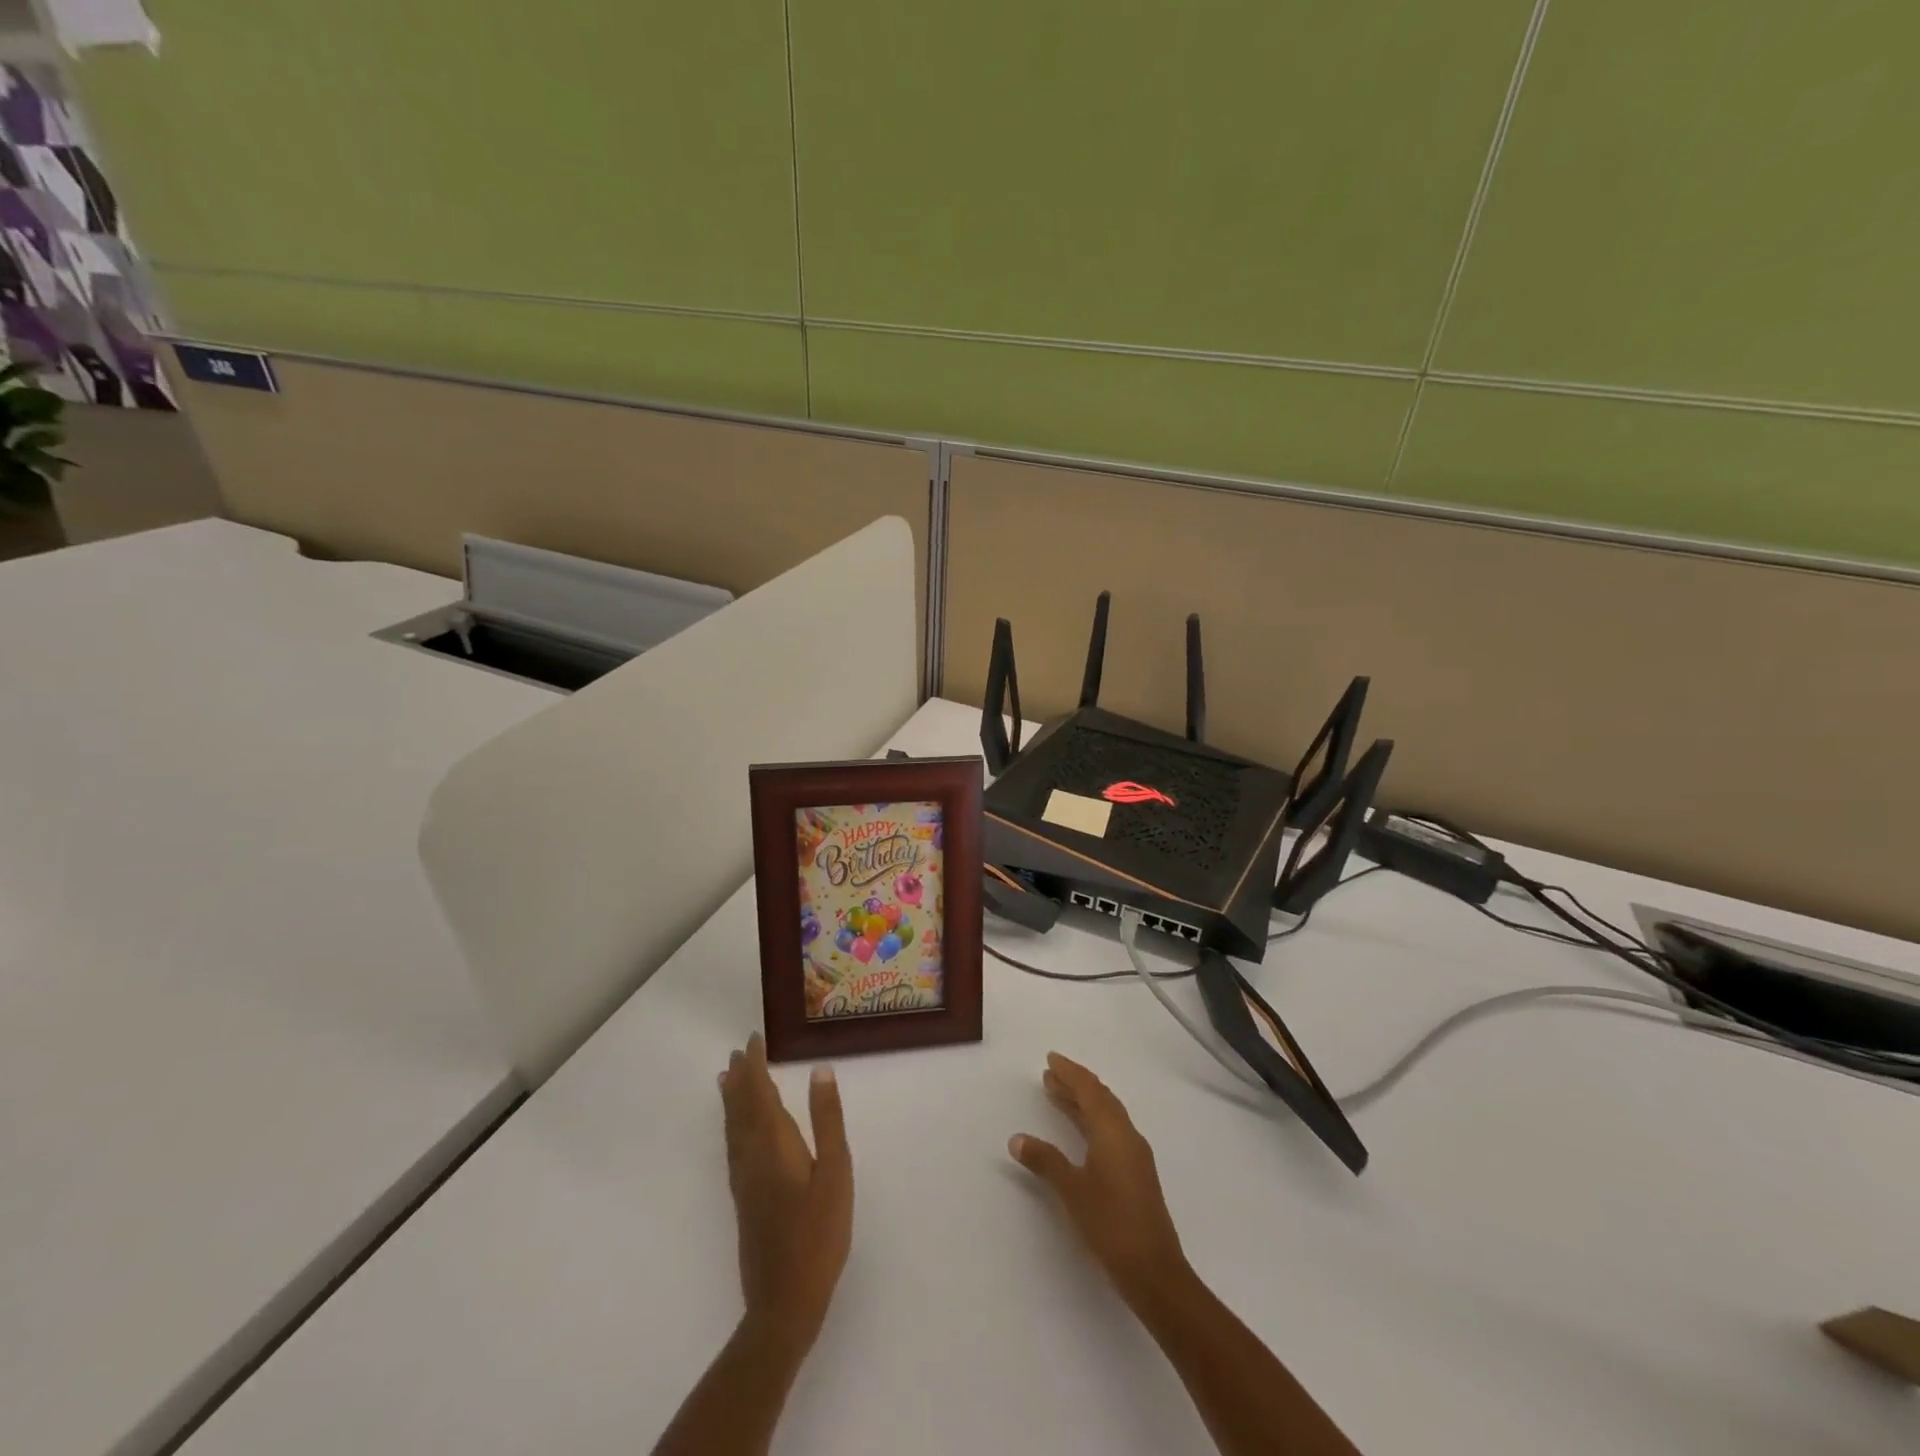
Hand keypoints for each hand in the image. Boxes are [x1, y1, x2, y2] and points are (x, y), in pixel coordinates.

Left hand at [719, 1034, 853, 1345]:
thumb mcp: (835, 1171)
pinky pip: (733, 1146)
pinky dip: (732, 1125)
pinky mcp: (744, 1199)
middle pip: (741, 1108)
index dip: (755, 1066)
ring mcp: (744, 1180)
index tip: (753, 1040)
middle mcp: (751, 1156)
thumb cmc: (818, 1233)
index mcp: (773, 1145)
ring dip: (732, 1099)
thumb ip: (827, 1120)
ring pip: (733, 1128)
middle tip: (739, 1051)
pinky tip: (737, 1130)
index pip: (759, 1093)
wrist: (784, 1300)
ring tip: (727, 1078)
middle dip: (741, 1078)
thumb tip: (820, 1070)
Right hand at [1009, 1052, 1189, 1310]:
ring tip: (1057, 1095)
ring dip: (1083, 1102)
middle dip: (1075, 1084)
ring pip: (1107, 1115)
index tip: (1051, 1059)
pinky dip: (1092, 1121)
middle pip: (1100, 1098)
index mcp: (1113, 1131)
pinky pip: (1111, 1131)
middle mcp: (1127, 1135)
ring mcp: (1134, 1155)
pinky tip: (1080, 1132)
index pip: (1089, 1090)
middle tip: (1050, 1075)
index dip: (1070, 1072)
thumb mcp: (1072, 1190)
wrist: (1155, 1272)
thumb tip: (1017, 1138)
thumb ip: (1045, 1161)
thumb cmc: (1111, 1224)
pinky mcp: (1136, 1173)